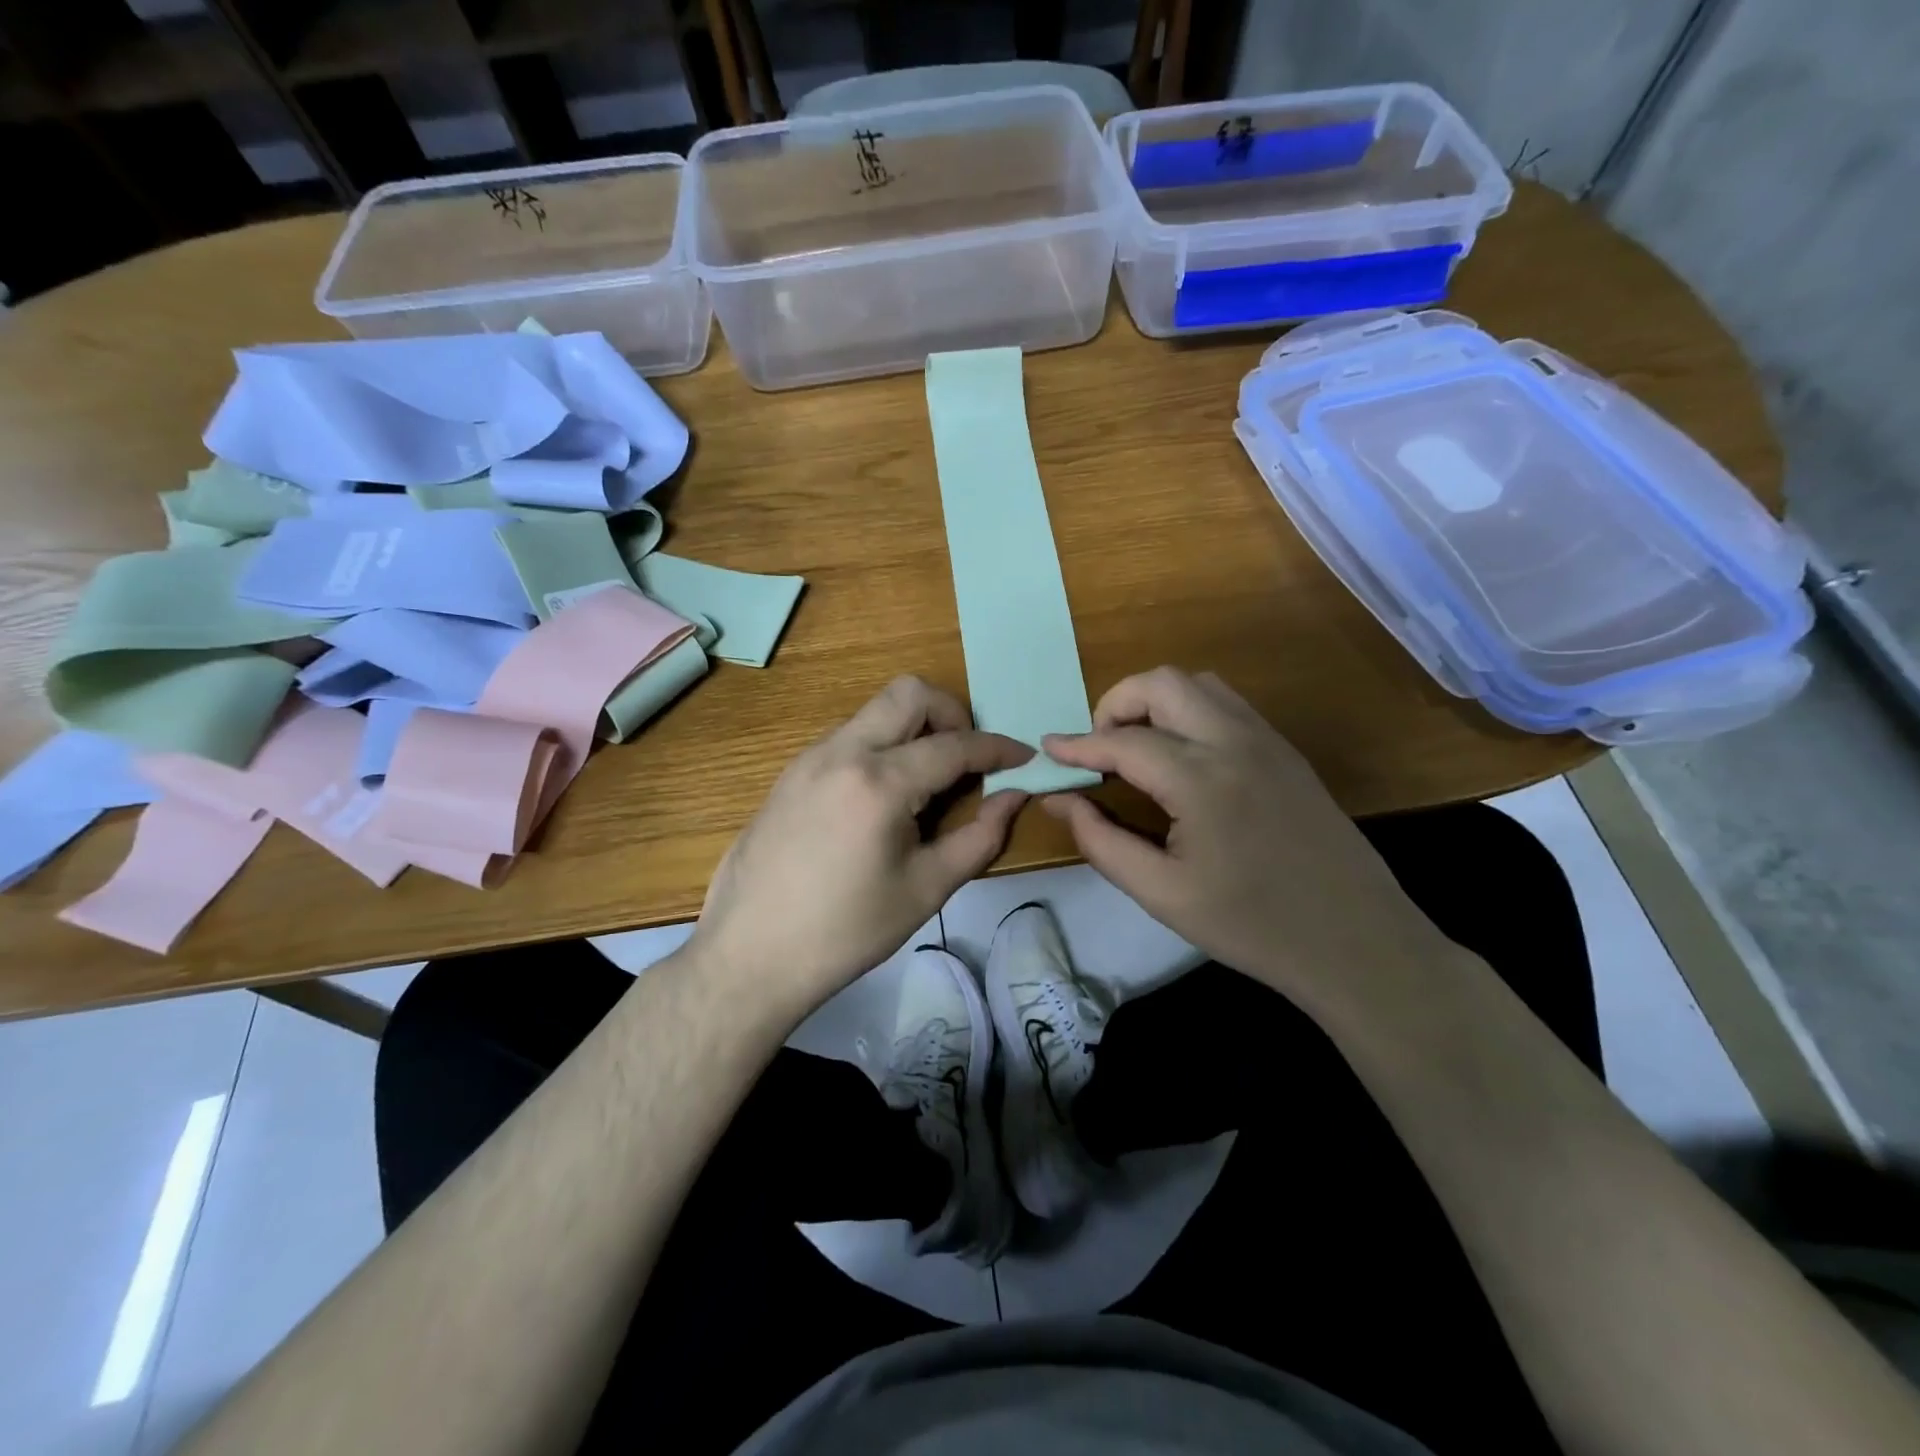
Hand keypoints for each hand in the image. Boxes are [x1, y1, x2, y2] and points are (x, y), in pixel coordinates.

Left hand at [687, 676, 1031, 1016]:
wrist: (749, 955)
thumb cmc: (846, 931)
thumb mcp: (926, 889)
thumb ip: (980, 837)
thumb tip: (1014, 797)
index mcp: (879, 782)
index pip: (954, 745)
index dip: (997, 749)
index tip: (1023, 757)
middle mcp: (842, 752)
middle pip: (909, 693)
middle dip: (951, 713)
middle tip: (966, 760)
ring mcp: (809, 758)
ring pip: (874, 711)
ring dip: (913, 729)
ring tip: (927, 783)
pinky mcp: (790, 773)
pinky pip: (848, 737)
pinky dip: (880, 747)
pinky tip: (883, 799)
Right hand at [1042, 667, 1448, 1014]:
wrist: (1355, 941)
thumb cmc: (1250, 925)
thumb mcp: (1161, 894)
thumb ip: (1101, 841)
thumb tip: (1058, 800)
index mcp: (1200, 779)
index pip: (1123, 742)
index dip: (1078, 745)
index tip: (1047, 749)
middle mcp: (1234, 742)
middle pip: (1162, 684)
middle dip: (1117, 704)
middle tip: (1100, 750)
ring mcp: (1267, 740)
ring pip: (1198, 684)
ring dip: (1156, 701)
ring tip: (1138, 747)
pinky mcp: (1286, 751)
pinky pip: (1227, 704)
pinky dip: (1190, 711)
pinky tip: (1182, 756)